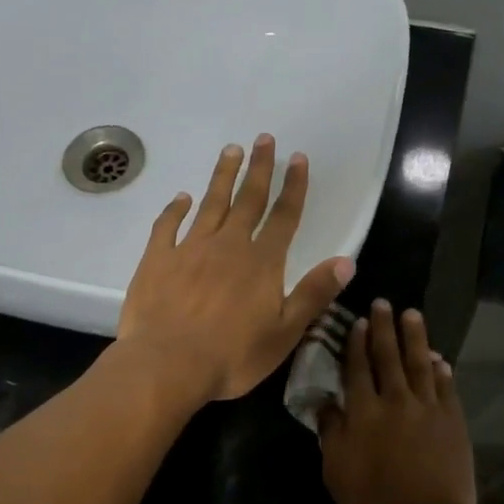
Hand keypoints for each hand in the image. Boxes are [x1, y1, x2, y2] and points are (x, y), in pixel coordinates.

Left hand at [117, 135, 354, 403]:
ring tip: (230, 150)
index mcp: (261, 262)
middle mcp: (228, 245)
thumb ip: (314, 294)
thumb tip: (346, 260)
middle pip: (248, 199)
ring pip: (210, 203)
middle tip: (263, 139)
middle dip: (259, 168)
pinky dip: (175, 209)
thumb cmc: (232, 356)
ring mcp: (190, 248)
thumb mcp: (285, 333)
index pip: (284, 216)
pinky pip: (167, 225)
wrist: (167, 364)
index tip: (298, 158)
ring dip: (222, 176)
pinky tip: (181, 198)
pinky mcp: (157, 259)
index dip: (294, 186)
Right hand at [319, 301, 476, 503]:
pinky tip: (438, 358)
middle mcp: (395, 401)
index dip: (356, 343)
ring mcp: (428, 409)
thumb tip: (325, 404)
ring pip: (420, 364)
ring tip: (412, 314)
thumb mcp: (336, 471)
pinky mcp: (453, 421)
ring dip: (415, 337)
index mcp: (363, 412)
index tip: (357, 321)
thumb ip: (331, 433)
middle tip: (383, 303)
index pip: (357, 368)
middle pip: (388, 357)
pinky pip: (446, 387)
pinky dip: (441, 369)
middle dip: (384, 328)